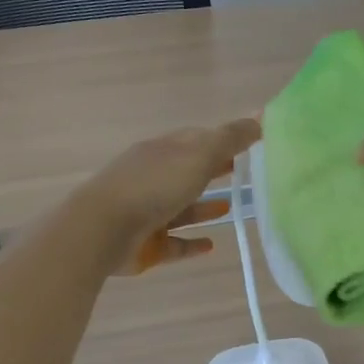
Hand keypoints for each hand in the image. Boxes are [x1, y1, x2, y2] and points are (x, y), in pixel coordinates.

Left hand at [84, 118, 260, 274]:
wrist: (102, 230)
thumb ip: (230, 139)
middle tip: (243, 174)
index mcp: (162, 151)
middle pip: (188, 171)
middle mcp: (152, 178)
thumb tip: (260, 118)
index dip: (221, 140)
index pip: (195, 139)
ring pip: (181, 208)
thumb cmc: (153, 186)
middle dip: (213, 171)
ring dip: (205, 207)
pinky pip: (175, 243)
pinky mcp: (146, 245)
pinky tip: (212, 245)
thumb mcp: (198, 155)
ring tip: (232, 208)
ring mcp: (147, 212)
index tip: (249, 145)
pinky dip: (192, 243)